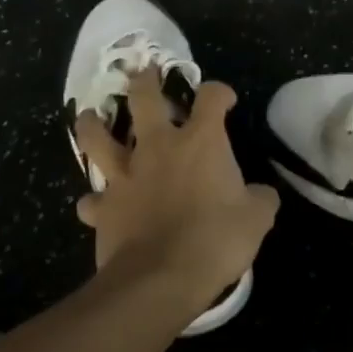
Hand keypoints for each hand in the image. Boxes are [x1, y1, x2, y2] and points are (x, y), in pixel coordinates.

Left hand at [73, 67, 276, 308]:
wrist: (161, 278)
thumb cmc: (215, 240)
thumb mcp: (257, 219)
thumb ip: (260, 199)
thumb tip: (261, 194)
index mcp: (201, 141)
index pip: (211, 97)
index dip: (219, 92)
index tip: (225, 100)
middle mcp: (159, 147)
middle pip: (144, 98)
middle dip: (145, 81)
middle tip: (144, 73)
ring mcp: (126, 175)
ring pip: (98, 138)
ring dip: (93, 124)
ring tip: (91, 116)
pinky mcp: (105, 207)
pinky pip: (93, 199)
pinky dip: (95, 200)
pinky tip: (96, 203)